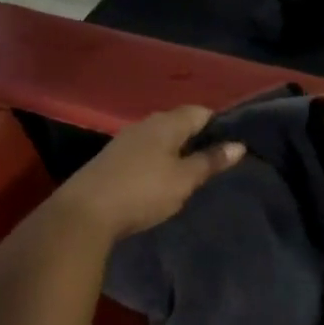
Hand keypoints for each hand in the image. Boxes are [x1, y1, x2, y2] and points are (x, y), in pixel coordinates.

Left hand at [52, 106, 244, 242]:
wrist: (84, 212)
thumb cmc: (142, 192)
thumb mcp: (183, 180)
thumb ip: (210, 161)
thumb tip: (238, 145)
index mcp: (166, 123)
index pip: (199, 111)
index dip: (218, 124)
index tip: (232, 143)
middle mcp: (144, 124)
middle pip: (178, 122)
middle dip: (197, 137)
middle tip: (214, 159)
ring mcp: (124, 140)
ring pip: (159, 137)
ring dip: (175, 150)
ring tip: (190, 171)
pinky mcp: (111, 159)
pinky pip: (143, 151)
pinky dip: (157, 160)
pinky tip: (160, 179)